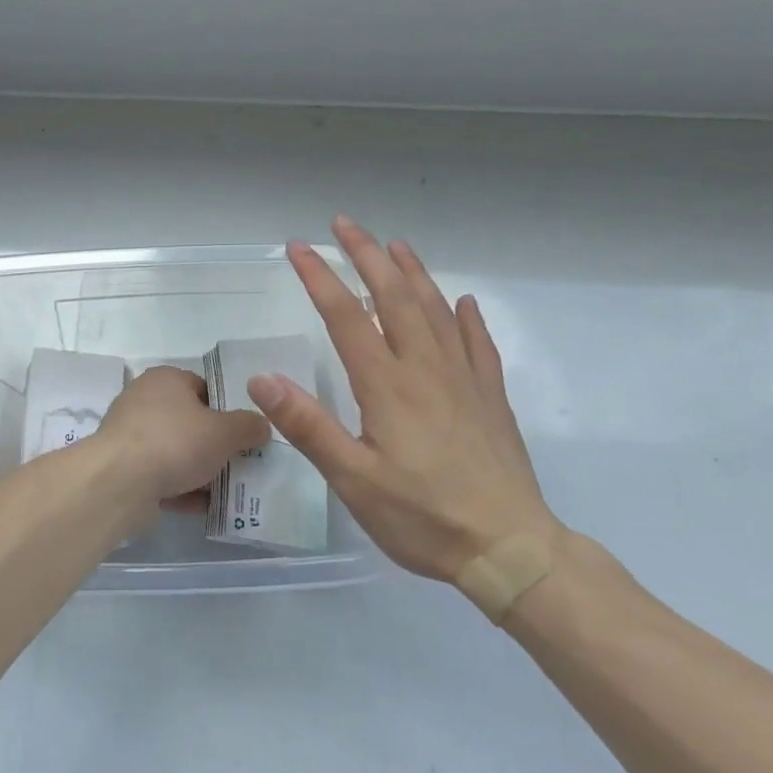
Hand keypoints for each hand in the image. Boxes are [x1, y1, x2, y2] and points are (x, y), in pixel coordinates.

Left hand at [91, 366, 271, 517]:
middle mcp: (144, 401)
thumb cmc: (175, 442)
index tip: (245, 433)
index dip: (227, 409)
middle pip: (190, 422)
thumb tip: (262, 425)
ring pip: (175, 452)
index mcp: (166, 379)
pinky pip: (160, 477)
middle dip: (215, 445)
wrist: (120, 483)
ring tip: (229, 491)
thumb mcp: (225, 432)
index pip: (204, 388)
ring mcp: (130, 437)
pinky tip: (204, 508)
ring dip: (200, 471)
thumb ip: (248, 426)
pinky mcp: (124, 469)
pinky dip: (181, 490)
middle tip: (242, 463)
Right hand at [248, 216, 563, 584]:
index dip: (321, 277)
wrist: (510, 548)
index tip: (299, 247)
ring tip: (394, 245)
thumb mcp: (353, 479)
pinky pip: (478, 343)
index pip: (347, 316)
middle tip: (344, 224)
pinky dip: (467, 317)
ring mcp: (464, 379)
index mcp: (387, 385)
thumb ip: (308, 426)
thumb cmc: (423, 517)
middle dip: (366, 255)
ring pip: (436, 310)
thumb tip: (263, 379)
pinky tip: (463, 303)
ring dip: (412, 272)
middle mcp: (426, 368)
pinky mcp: (490, 397)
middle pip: (394, 296)